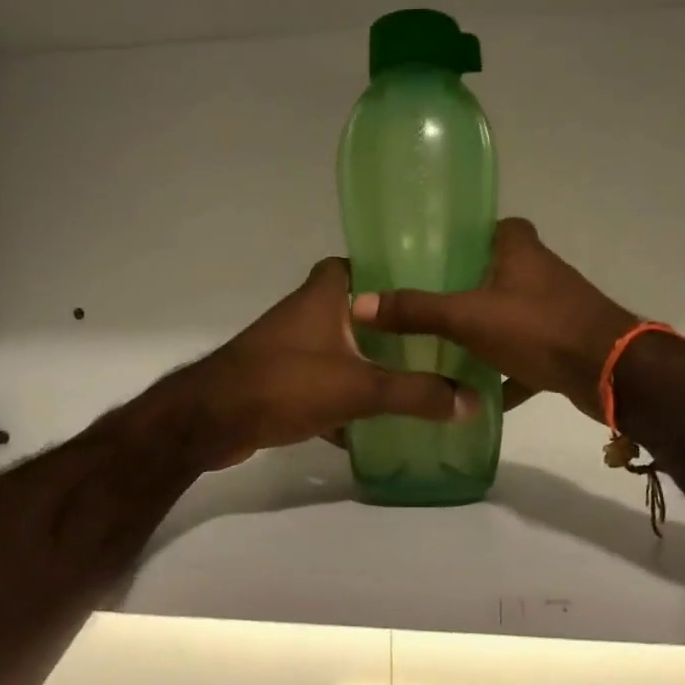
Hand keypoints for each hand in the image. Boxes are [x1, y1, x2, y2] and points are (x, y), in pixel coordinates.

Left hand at [183, 257, 478, 468]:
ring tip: (414, 376)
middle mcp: (305, 314)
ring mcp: (289, 348)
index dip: (385, 270)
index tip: (424, 287)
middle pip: (353, 309)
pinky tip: (373, 421)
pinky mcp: (281, 381)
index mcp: (322, 296)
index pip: (355, 264)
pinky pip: (324, 382)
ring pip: (339, 348)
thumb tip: (472, 400)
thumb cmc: (286, 383)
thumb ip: (416, 393)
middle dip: (387, 326)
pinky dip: (345, 397)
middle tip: (431, 338)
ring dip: (368, 362)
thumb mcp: (360, 387)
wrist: (212, 420)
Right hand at [351, 218, 638, 423]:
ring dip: (487, 331)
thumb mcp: (468, 317)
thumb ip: (417, 311)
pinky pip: (528, 355)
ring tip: (445, 346)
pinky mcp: (565, 346)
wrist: (610, 372)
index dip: (470, 235)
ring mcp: (556, 311)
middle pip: (500, 272)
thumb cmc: (538, 328)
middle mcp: (541, 274)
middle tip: (428, 303)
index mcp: (520, 251)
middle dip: (470, 287)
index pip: (495, 227)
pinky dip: (508, 372)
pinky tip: (481, 393)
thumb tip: (358, 303)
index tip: (437, 253)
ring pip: (513, 314)